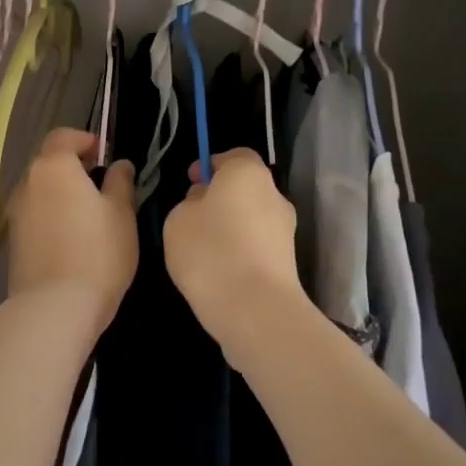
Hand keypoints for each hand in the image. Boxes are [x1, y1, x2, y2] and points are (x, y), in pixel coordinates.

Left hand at [5, 129, 137, 333]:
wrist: (55, 307)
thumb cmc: (98, 253)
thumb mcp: (121, 214)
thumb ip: (120, 182)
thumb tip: (118, 164)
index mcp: (53, 167)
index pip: (63, 136)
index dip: (84, 140)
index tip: (104, 156)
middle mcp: (27, 182)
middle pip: (48, 162)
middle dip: (72, 167)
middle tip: (100, 186)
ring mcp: (15, 212)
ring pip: (40, 189)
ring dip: (60, 193)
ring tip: (87, 216)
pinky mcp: (12, 240)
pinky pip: (34, 214)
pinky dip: (50, 215)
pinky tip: (70, 239)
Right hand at [163, 149, 306, 349]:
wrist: (255, 309)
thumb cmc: (210, 251)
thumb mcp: (178, 219)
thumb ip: (189, 203)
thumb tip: (204, 203)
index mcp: (248, 173)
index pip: (234, 156)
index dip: (211, 165)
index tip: (191, 182)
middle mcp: (274, 195)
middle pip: (244, 187)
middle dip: (220, 197)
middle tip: (192, 216)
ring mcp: (285, 230)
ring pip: (251, 218)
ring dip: (230, 226)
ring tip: (202, 249)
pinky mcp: (287, 262)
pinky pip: (257, 245)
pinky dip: (240, 251)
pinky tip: (218, 272)